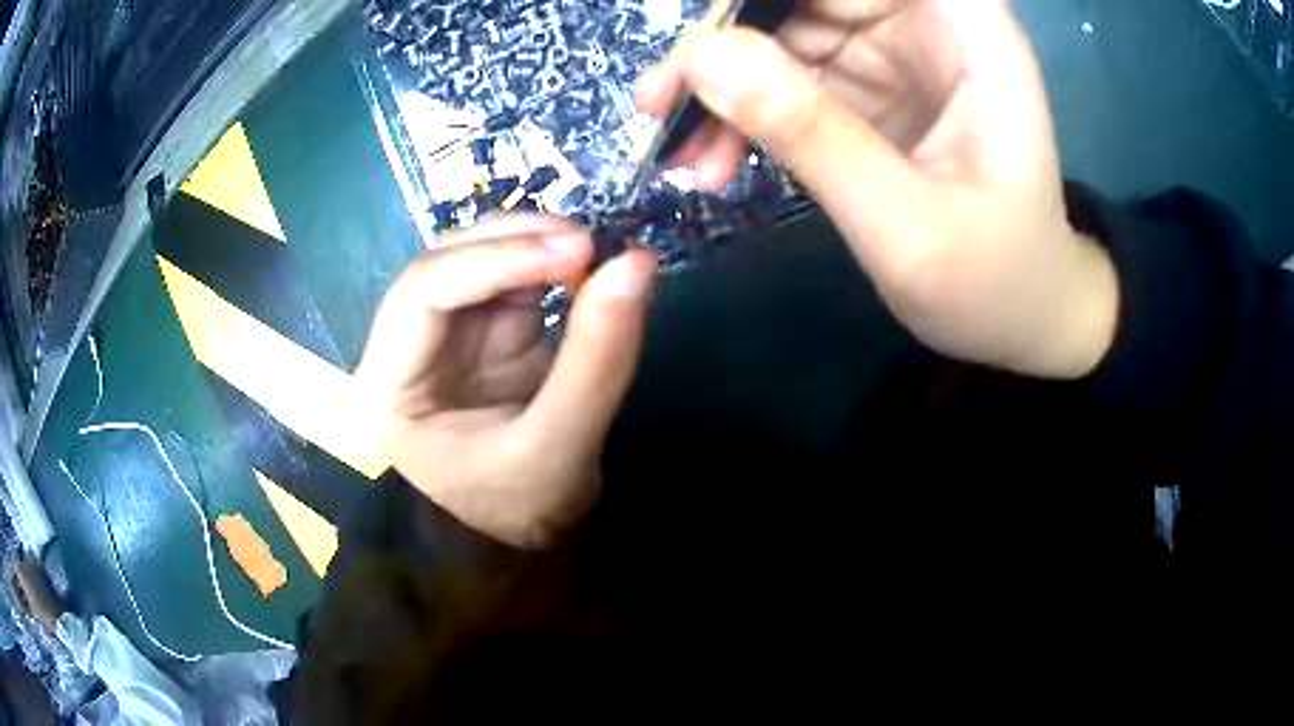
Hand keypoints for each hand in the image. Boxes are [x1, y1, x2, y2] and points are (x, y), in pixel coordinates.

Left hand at [357, 216, 656, 548]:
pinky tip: (583, 264)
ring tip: (592, 248)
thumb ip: (598, 359)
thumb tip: (636, 263)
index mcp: (387, 389)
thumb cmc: (526, 508)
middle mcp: (401, 349)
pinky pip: (508, 276)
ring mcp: (441, 335)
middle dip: (514, 242)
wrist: (528, 538)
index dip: (495, 260)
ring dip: (532, 242)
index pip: (422, 294)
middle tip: (588, 242)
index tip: (576, 251)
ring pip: (474, 258)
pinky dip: (547, 262)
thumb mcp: (562, 446)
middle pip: (443, 264)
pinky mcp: (479, 330)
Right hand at [639, 0, 1118, 378]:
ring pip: (782, 34)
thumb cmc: (995, 282)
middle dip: (725, 38)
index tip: (702, 39)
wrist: (1024, 322)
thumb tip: (700, 56)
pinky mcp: (868, 90)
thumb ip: (811, 133)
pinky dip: (743, 116)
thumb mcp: (906, 224)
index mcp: (965, 27)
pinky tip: (713, 164)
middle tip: (659, 105)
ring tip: (680, 155)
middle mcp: (925, 21)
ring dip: (723, 87)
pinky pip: (786, 80)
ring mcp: (892, 54)